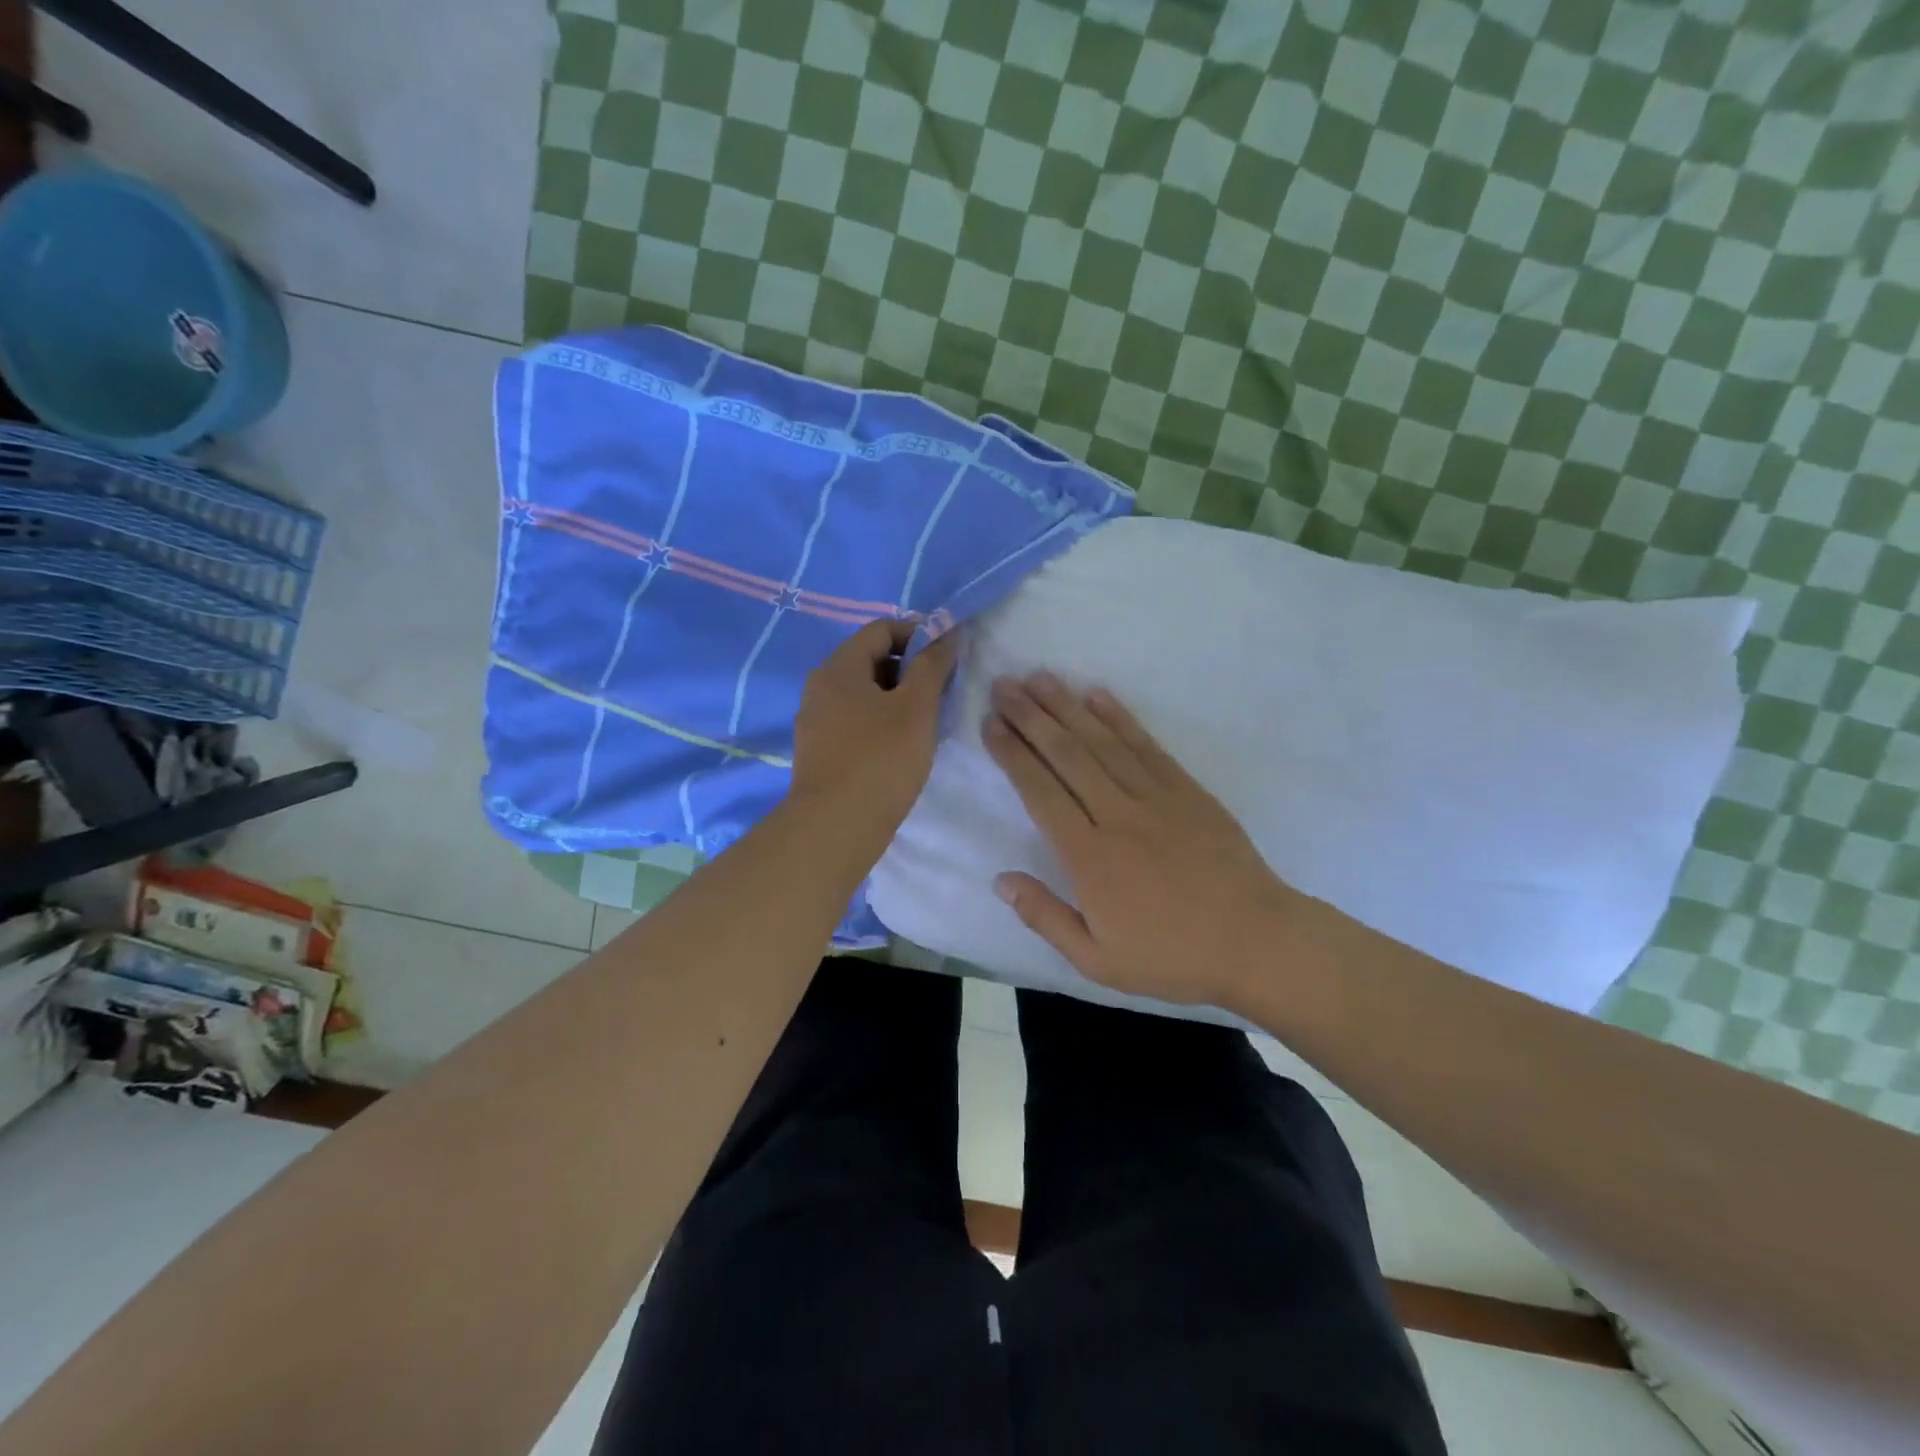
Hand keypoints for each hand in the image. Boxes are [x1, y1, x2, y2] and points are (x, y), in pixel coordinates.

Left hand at [790, 619, 956, 837]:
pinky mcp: (820, 751)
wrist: (835, 827)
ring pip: (864, 694)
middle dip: (910, 668)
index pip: (882, 629)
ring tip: (926, 723)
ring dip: (897, 698)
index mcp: (839, 667)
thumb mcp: (916, 707)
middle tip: (941, 693)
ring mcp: (816, 720)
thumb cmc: (880, 759)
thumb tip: (945, 634)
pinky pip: (855, 721)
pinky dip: (881, 722)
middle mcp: (820, 686)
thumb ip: (932, 665)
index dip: (920, 634)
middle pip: (871, 659)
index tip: (948, 657)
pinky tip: (901, 748)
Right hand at [985, 673, 1304, 1007]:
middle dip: (1031, 717)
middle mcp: (1117, 815)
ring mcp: (1155, 797)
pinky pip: (1146, 746)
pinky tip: (1097, 695)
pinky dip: (1120, 718)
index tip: (991, 724)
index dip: (1013, 755)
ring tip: (1039, 678)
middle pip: (1067, 756)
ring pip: (1102, 742)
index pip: (1040, 792)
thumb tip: (1000, 880)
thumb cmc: (1172, 957)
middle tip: (1004, 685)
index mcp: (1089, 857)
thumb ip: (1045, 916)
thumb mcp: (1097, 960)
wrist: (1257, 942)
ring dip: (1067, 707)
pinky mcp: (1187, 790)